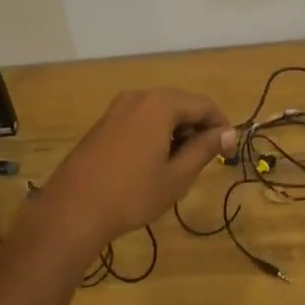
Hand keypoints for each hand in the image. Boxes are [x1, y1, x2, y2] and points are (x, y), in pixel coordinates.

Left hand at [39, 90, 236, 256]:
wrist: (74, 207)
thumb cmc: (133, 193)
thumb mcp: (177, 175)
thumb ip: (204, 149)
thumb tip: (228, 132)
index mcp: (160, 104)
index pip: (203, 105)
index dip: (221, 125)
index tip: (229, 150)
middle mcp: (139, 96)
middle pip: (180, 104)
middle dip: (198, 127)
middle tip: (208, 159)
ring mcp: (117, 108)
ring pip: (159, 111)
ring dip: (176, 131)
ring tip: (182, 163)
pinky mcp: (104, 122)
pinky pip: (140, 118)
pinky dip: (155, 132)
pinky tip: (154, 161)